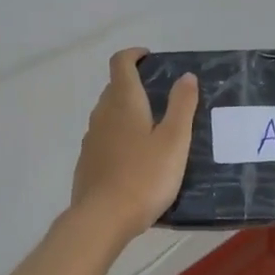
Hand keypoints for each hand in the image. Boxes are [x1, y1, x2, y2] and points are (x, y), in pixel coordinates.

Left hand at [69, 48, 199, 240]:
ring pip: (108, 115)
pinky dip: (119, 137)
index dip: (134, 55)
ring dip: (127, 113)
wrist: (102, 219)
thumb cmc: (145, 176)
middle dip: (135, 85)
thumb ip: (182, 105)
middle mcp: (102, 114)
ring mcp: (91, 140)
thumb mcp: (174, 140)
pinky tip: (136, 159)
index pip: (120, 63)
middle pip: (114, 88)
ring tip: (153, 130)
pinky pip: (105, 139)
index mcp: (123, 102)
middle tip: (162, 97)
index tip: (150, 58)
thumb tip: (186, 76)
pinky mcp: (87, 163)